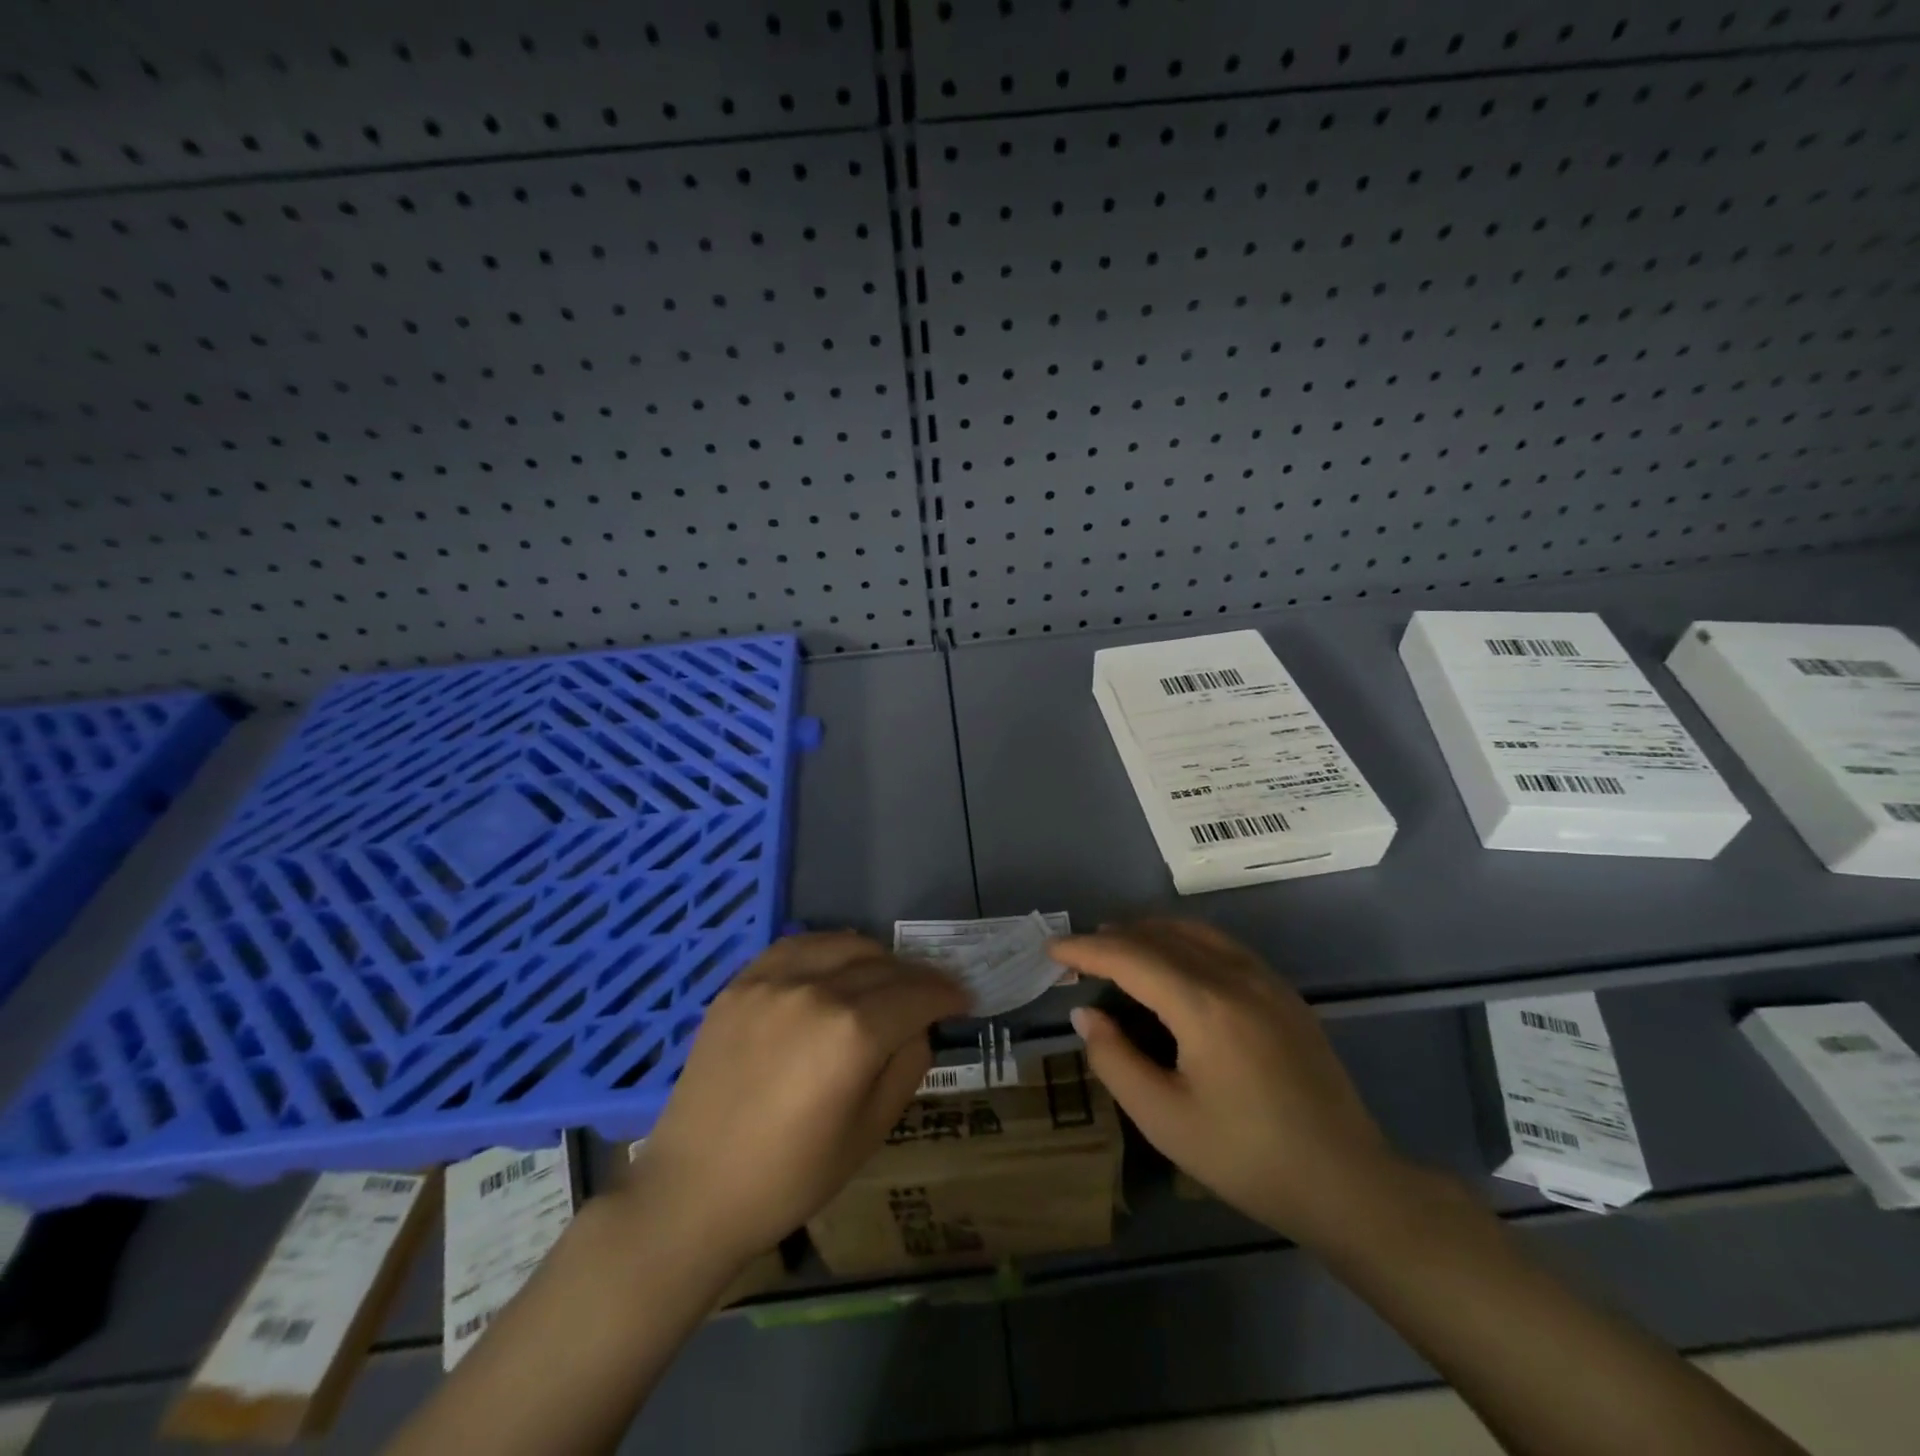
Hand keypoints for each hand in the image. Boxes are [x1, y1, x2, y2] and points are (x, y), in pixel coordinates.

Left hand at [627, 932, 968, 1263]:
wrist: (693, 1191)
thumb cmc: (790, 1177)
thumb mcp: (870, 1134)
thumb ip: (906, 1067)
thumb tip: (917, 1026)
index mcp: (853, 1034)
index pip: (918, 994)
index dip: (947, 994)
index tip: (963, 999)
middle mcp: (816, 990)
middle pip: (885, 965)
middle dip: (917, 978)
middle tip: (930, 994)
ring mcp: (773, 981)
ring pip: (843, 944)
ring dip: (876, 957)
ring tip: (885, 978)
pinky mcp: (741, 983)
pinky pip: (797, 946)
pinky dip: (828, 950)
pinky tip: (834, 967)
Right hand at [1052, 920, 1404, 1246]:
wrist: (1348, 1184)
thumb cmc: (1248, 1159)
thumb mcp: (1165, 1120)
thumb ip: (1114, 1060)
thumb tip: (1085, 1012)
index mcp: (1204, 1006)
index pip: (1130, 957)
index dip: (1085, 950)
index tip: (1051, 950)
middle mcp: (1235, 976)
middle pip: (1160, 936)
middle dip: (1112, 938)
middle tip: (1076, 955)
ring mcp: (1265, 979)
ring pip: (1193, 932)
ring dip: (1147, 932)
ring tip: (1115, 946)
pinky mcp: (1283, 992)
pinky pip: (1221, 945)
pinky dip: (1183, 939)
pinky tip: (1171, 960)